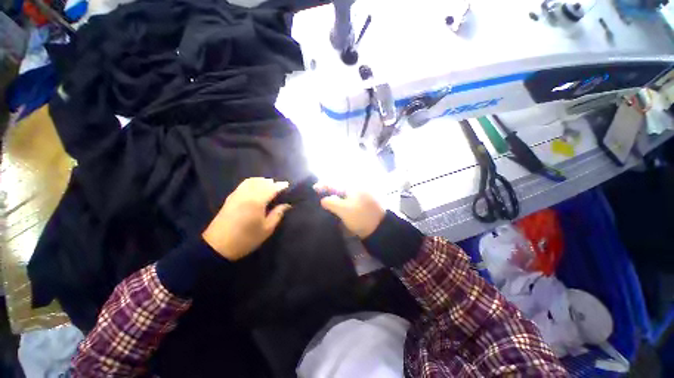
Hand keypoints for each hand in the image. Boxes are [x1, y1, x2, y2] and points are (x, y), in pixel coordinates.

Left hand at [203, 178, 290, 260]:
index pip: (271, 188)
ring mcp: (237, 195)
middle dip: (272, 183)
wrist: (218, 246)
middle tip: (279, 187)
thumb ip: (277, 214)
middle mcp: (247, 194)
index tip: (287, 185)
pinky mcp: (230, 198)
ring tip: (269, 186)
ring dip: (262, 181)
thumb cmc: (246, 239)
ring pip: (251, 181)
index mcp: (257, 202)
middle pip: (261, 182)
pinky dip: (252, 183)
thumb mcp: (266, 229)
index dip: (280, 186)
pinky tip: (255, 188)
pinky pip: (243, 184)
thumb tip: (286, 205)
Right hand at [314, 184, 384, 238]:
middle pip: (339, 188)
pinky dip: (342, 203)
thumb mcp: (343, 209)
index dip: (324, 185)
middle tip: (319, 196)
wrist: (379, 229)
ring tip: (325, 203)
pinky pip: (349, 201)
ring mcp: (360, 197)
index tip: (314, 188)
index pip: (336, 183)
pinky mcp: (362, 205)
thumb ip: (331, 202)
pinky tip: (336, 208)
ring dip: (335, 198)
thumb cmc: (360, 216)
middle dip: (329, 191)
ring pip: (344, 195)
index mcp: (353, 187)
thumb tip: (324, 200)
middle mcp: (357, 189)